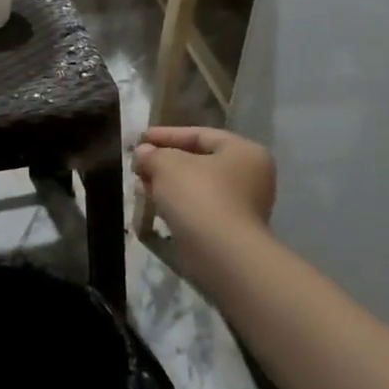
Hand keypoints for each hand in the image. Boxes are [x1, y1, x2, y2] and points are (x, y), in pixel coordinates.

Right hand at [134, 128, 277, 284]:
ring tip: (139, 183)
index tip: (140, 138)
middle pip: (199, 160)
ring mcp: (242, 205)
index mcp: (243, 152)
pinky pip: (198, 206)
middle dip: (164, 161)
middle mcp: (249, 175)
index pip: (200, 135)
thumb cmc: (199, 196)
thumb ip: (153, 154)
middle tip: (138, 162)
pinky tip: (153, 202)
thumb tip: (143, 153)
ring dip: (167, 183)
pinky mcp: (229, 229)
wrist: (221, 253)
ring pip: (197, 186)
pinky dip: (176, 202)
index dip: (166, 135)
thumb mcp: (168, 165)